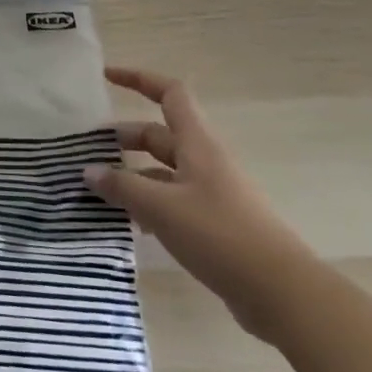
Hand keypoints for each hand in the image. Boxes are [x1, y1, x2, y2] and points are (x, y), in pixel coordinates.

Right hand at [85, 66, 315, 338]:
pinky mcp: (215, 225)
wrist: (284, 294)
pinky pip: (173, 201)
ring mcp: (212, 194)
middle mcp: (205, 161)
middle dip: (124, 138)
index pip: (169, 93)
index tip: (106, 77)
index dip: (138, 79)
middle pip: (160, 135)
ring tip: (99, 191)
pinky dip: (148, 205)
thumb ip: (122, 187)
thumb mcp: (162, 208)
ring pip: (163, 172)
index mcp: (198, 144)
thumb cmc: (221, 236)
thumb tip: (89, 171)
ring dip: (132, 176)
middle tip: (88, 152)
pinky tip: (128, 223)